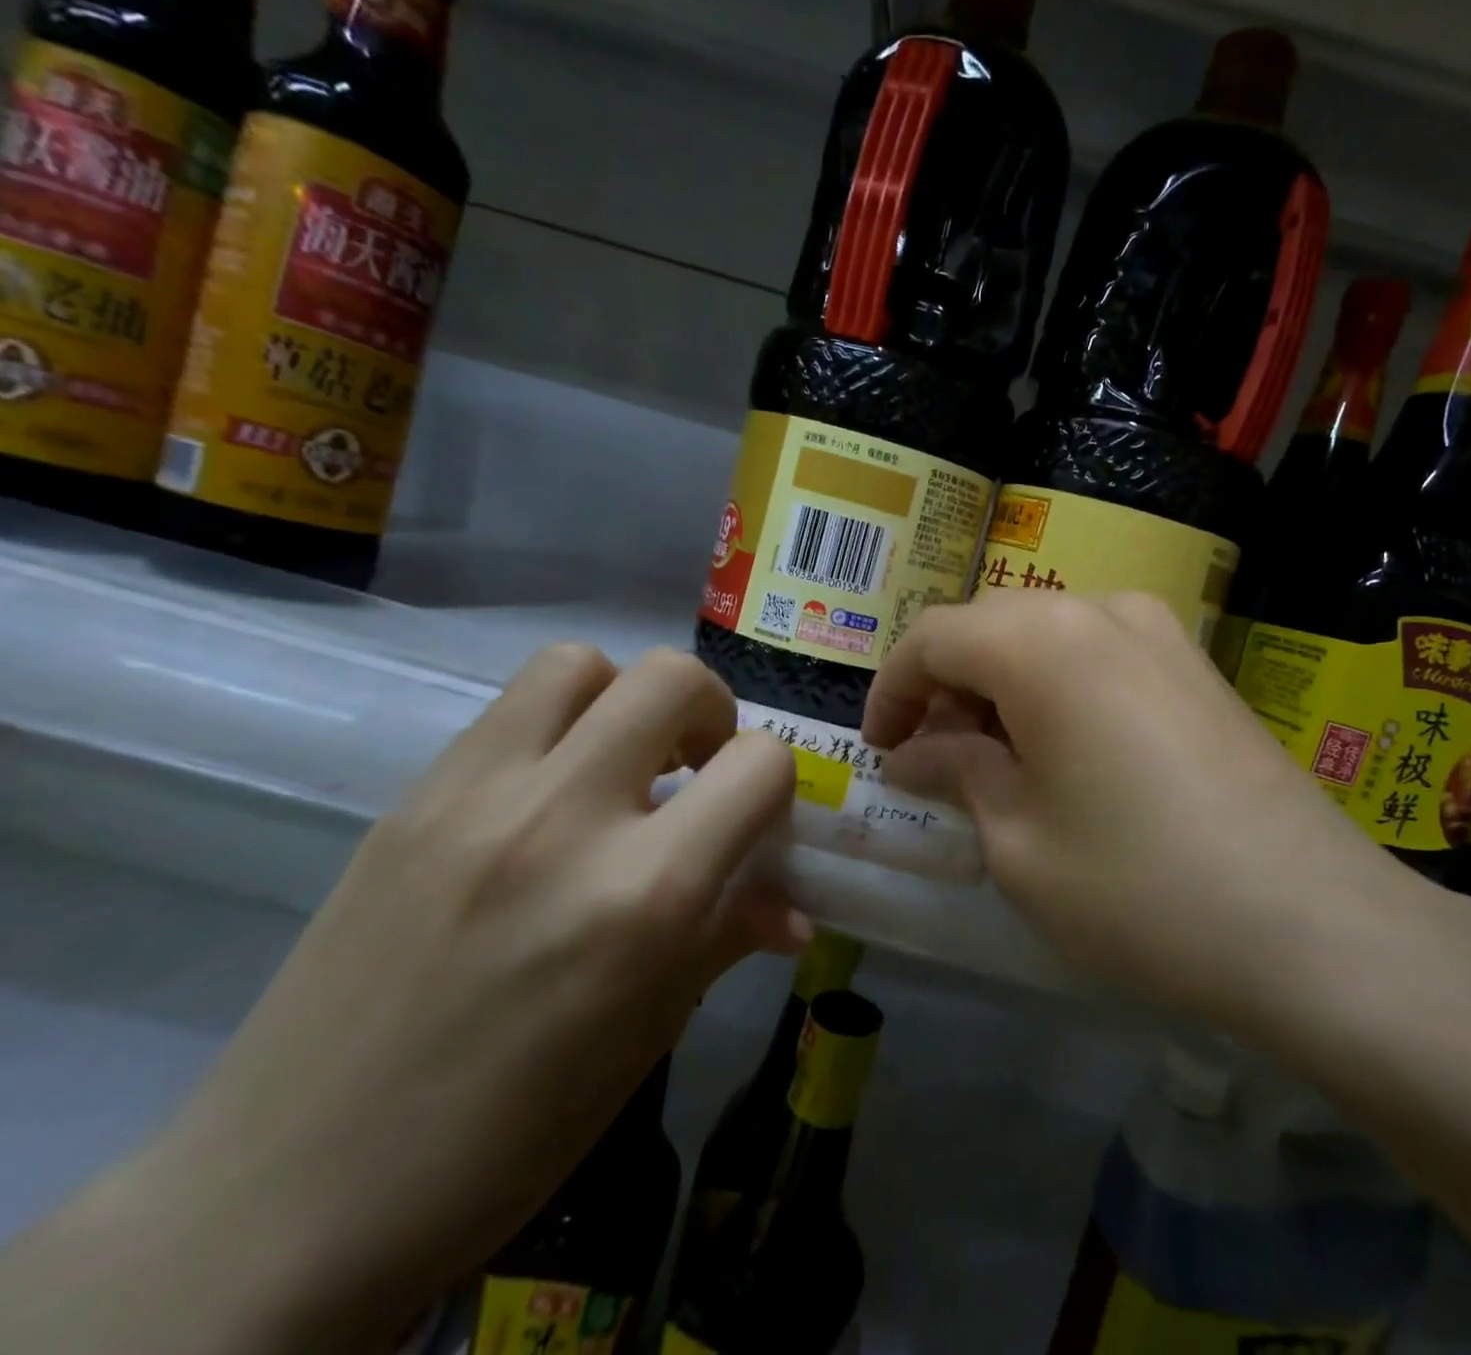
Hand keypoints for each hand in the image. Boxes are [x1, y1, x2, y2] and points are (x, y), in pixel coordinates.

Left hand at [128, 646, 798, 1352]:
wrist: (288, 1197)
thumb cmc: (510, 1132)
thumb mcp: (650, 1034)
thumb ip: (728, 938)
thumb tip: (792, 908)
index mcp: (643, 896)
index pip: (758, 765)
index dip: (776, 784)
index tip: (755, 820)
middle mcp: (564, 819)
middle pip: (672, 678)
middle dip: (712, 711)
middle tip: (698, 767)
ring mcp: (475, 798)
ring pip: (580, 663)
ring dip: (625, 697)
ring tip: (621, 760)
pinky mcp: (411, 798)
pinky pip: (508, 710)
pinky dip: (557, 724)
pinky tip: (546, 795)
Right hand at [862, 591, 1428, 1036]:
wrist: (1314, 923)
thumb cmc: (1138, 886)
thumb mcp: (1018, 841)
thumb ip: (955, 773)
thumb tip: (913, 752)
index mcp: (1040, 640)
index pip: (932, 637)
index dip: (891, 690)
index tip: (880, 750)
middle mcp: (1099, 609)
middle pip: (989, 626)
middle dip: (947, 687)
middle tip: (935, 761)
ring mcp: (1158, 631)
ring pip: (1045, 636)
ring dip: (1002, 686)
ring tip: (999, 762)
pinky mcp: (1196, 663)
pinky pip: (1099, 653)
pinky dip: (1058, 688)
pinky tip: (1066, 753)